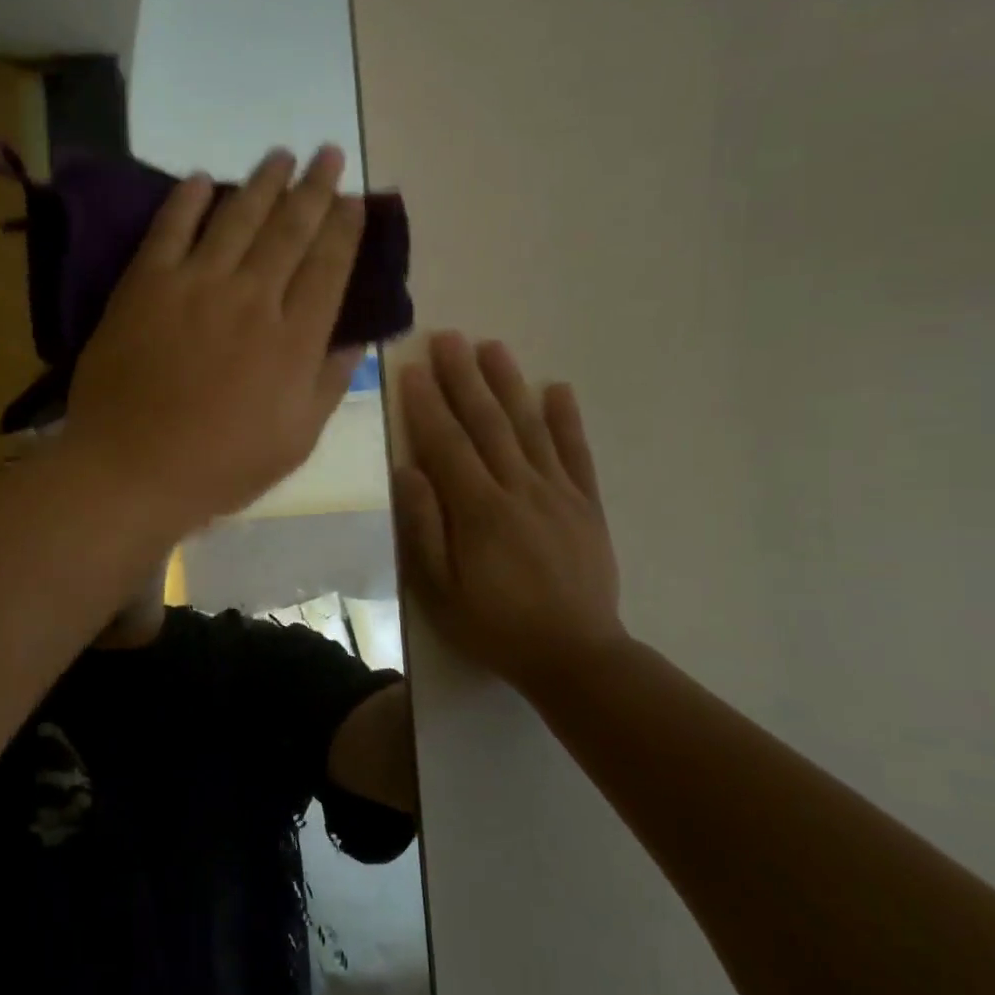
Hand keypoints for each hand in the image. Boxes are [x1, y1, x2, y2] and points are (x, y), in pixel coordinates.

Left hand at [62, 146, 364, 531]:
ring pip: (237, 218)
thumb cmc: (219, 466)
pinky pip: (170, 229)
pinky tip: (201, 178)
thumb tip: (355, 342)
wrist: (131, 469)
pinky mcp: (146, 285)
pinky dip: (187, 200)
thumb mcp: (295, 442)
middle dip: (314, 188)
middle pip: (290, 230)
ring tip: (280, 154)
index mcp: (293, 340)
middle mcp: (252, 299)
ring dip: (262, 182)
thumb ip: (328, 386)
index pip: (328, 268)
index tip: (352, 199)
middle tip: (328, 152)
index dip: (343, 229)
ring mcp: (196, 286)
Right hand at [393, 333, 625, 687]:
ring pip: (530, 426)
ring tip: (493, 347)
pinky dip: (567, 419)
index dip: (428, 404)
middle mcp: (519, 489)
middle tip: (449, 338)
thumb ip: (424, 526)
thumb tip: (408, 470)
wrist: (576, 657)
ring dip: (509, 384)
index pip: (447, 444)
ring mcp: (558, 493)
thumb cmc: (494, 625)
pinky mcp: (587, 504)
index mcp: (479, 510)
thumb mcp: (438, 589)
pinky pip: (576, 453)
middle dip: (464, 377)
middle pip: (488, 423)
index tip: (414, 368)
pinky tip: (558, 388)